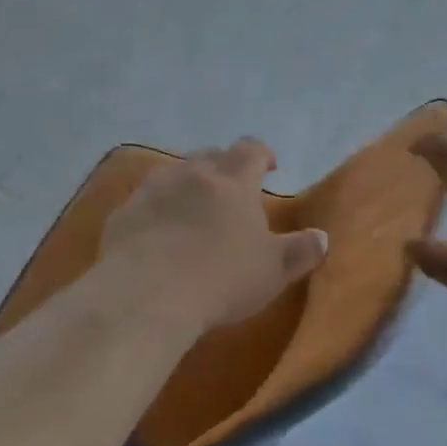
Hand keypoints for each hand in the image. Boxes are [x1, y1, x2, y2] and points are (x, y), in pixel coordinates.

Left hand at [101, 137, 328, 334]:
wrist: (145, 295)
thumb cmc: (220, 278)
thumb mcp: (272, 271)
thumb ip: (300, 251)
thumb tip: (322, 237)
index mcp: (234, 180)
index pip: (251, 149)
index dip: (262, 155)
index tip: (269, 169)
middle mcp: (193, 173)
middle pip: (211, 155)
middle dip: (223, 168)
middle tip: (231, 193)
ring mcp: (154, 189)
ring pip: (175, 173)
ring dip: (187, 185)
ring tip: (192, 211)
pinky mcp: (123, 212)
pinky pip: (145, 201)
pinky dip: (156, 209)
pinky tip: (157, 235)